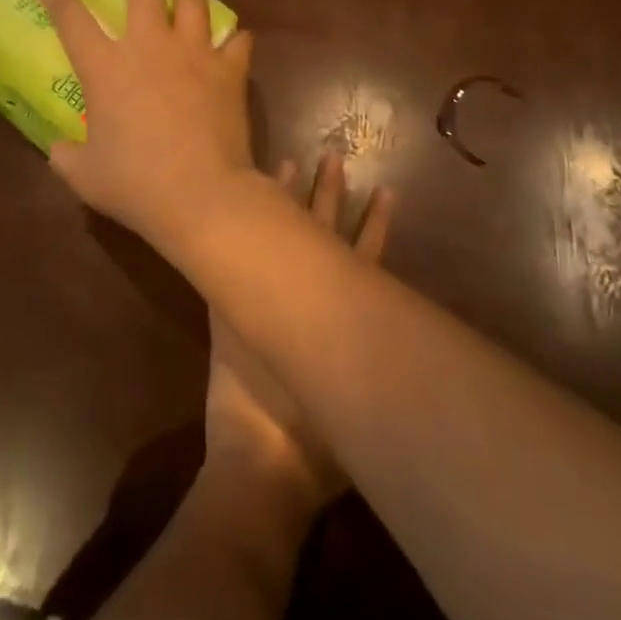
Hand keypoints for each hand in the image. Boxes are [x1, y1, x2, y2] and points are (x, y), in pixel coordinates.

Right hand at [33, 0, 255, 237]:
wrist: (200, 194)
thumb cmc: (135, 184)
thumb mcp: (86, 176)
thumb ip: (67, 157)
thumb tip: (59, 149)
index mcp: (106, 69)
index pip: (71, 18)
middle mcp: (149, 48)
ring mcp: (194, 54)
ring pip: (194, 0)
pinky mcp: (229, 70)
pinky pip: (237, 42)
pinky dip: (235, 38)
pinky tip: (235, 39)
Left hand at [204, 153, 391, 506]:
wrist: (264, 462)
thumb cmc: (320, 449)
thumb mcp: (357, 404)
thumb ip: (372, 369)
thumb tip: (392, 346)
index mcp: (345, 316)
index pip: (367, 256)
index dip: (377, 225)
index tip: (387, 191)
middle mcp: (309, 296)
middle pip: (325, 232)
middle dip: (331, 195)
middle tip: (334, 157)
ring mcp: (266, 296)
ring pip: (281, 233)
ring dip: (288, 199)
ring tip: (293, 160)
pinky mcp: (228, 305)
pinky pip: (234, 253)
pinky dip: (239, 228)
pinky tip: (240, 199)